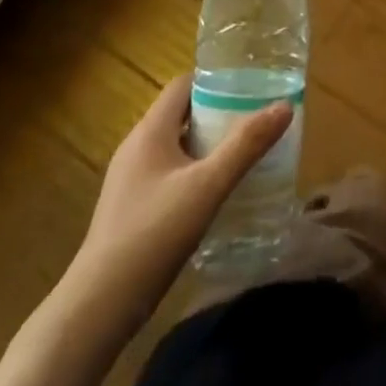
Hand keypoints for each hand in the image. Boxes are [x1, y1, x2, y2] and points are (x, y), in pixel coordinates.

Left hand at [59, 76, 292, 341]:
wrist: (100, 304)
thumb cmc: (154, 233)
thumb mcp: (208, 186)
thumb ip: (246, 145)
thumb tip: (285, 106)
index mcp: (149, 133)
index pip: (182, 86)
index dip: (215, 81)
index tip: (250, 87)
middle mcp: (136, 148)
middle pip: (181, 114)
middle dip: (219, 113)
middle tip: (257, 119)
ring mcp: (131, 180)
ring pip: (176, 146)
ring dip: (208, 144)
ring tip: (246, 152)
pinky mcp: (133, 207)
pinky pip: (170, 173)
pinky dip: (195, 171)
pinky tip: (218, 191)